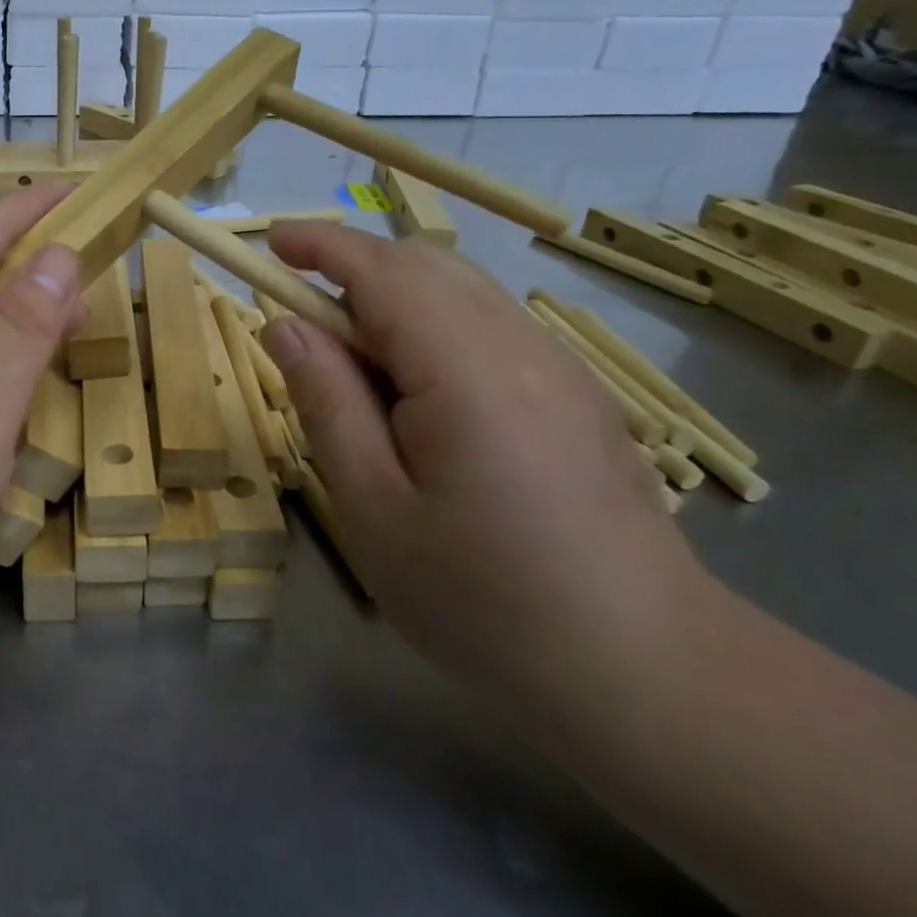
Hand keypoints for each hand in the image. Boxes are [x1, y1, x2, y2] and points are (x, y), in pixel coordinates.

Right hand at [261, 224, 710, 732]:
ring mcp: (560, 366)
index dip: (322, 245)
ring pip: (459, 290)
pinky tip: (421, 402)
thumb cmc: (484, 599)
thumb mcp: (373, 507)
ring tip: (358, 376)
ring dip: (392, 302)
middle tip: (305, 330)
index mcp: (467, 370)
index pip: (383, 270)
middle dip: (354, 272)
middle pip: (426, 264)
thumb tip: (286, 325)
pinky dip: (433, 329)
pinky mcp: (576, 392)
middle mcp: (521, 346)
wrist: (647, 671)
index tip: (270, 244)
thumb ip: (326, 401)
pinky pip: (488, 326)